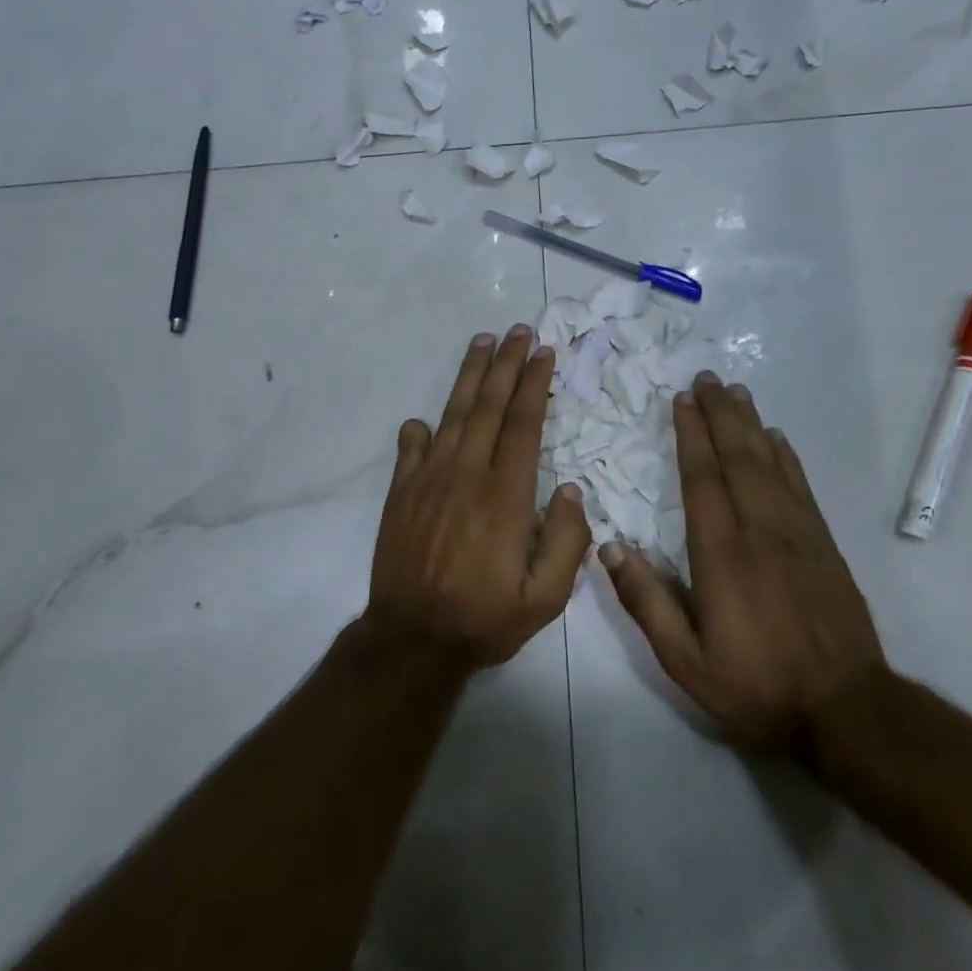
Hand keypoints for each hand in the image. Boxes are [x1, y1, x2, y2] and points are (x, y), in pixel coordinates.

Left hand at [365, 326, 591, 671]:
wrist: (412, 639)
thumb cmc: (484, 619)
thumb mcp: (545, 599)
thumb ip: (567, 542)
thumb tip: (570, 490)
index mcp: (506, 496)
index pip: (523, 424)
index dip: (534, 385)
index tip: (544, 353)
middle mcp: (467, 476)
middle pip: (488, 407)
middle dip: (506, 364)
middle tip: (519, 331)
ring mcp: (429, 481)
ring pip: (452, 415)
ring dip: (469, 377)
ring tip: (482, 343)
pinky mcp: (401, 493)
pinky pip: (411, 449)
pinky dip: (421, 429)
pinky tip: (427, 417)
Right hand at [601, 372, 886, 751]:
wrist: (848, 712)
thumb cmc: (757, 688)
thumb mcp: (686, 662)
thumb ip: (647, 603)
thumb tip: (610, 548)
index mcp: (722, 555)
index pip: (703, 480)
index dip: (691, 436)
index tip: (681, 400)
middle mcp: (761, 532)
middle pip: (738, 459)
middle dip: (720, 415)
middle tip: (707, 378)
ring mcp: (798, 536)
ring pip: (770, 465)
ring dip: (751, 425)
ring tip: (736, 392)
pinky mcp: (824, 546)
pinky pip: (800, 487)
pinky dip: (786, 457)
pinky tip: (777, 439)